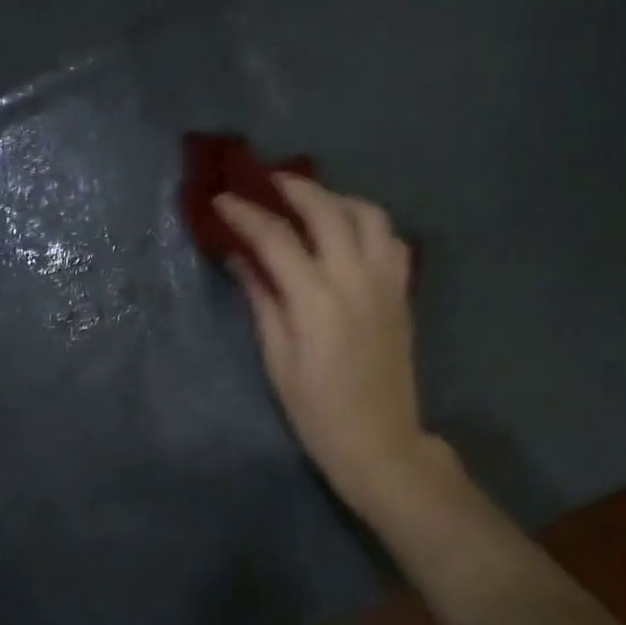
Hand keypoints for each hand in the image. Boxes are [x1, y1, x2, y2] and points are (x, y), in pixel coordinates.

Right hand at [215, 177, 438, 515]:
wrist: (380, 442)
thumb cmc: (317, 411)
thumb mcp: (277, 359)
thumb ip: (262, 300)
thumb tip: (241, 258)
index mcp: (316, 300)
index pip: (276, 238)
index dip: (245, 214)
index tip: (223, 201)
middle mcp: (355, 279)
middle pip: (326, 210)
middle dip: (293, 188)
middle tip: (267, 182)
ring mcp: (385, 282)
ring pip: (368, 214)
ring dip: (337, 199)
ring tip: (311, 204)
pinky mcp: (402, 292)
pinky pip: (390, 240)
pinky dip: (367, 225)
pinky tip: (348, 235)